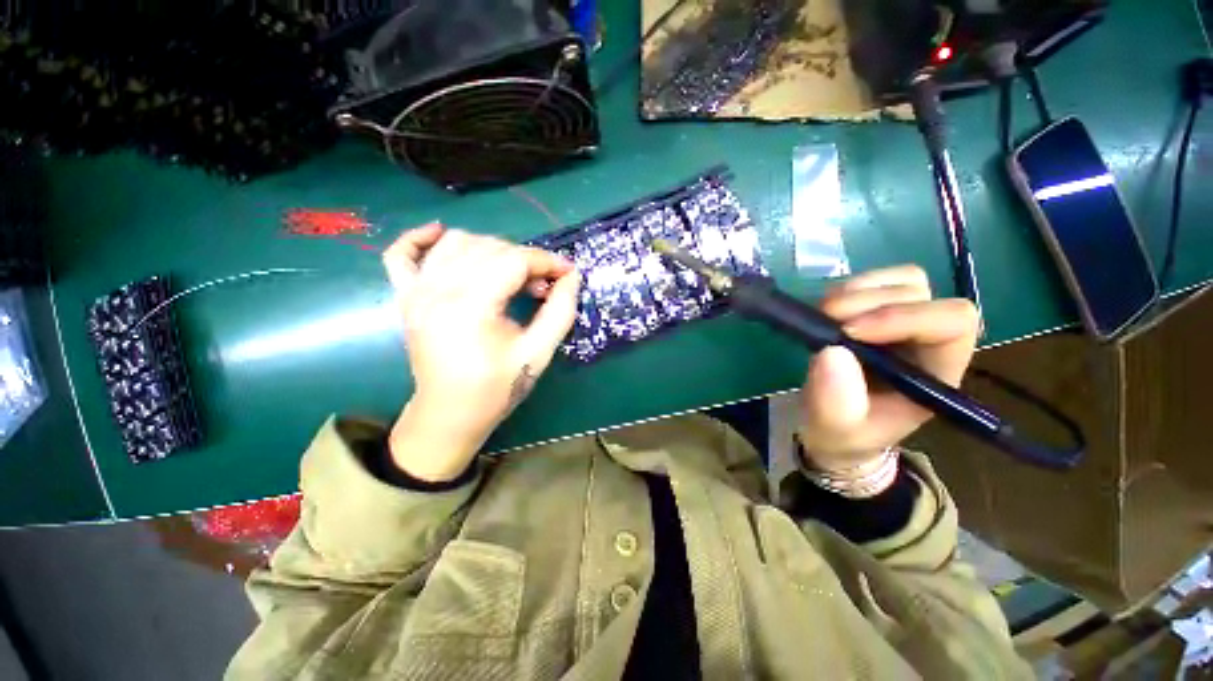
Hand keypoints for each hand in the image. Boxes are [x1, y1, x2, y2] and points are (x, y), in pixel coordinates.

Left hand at [381, 224, 580, 481]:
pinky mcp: (405, 297)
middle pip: (490, 248)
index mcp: (470, 307)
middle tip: (544, 285)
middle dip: (526, 259)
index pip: (514, 261)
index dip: (547, 262)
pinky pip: (402, 253)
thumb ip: (560, 311)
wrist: (450, 414)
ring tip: (512, 274)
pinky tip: (441, 234)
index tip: (568, 272)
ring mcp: (415, 291)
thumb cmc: (497, 388)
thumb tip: (571, 277)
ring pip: (456, 242)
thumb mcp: (538, 353)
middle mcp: (437, 290)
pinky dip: (419, 237)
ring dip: (492, 249)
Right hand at [797, 265, 979, 473]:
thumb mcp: (837, 430)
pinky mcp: (874, 311)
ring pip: (901, 280)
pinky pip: (873, 280)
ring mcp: (902, 320)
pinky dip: (847, 288)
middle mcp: (927, 339)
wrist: (834, 427)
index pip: (952, 323)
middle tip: (826, 321)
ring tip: (824, 315)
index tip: (850, 332)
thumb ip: (837, 403)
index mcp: (936, 372)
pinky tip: (826, 310)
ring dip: (857, 291)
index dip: (904, 317)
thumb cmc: (845, 433)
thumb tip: (832, 351)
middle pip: (921, 293)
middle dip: (869, 302)